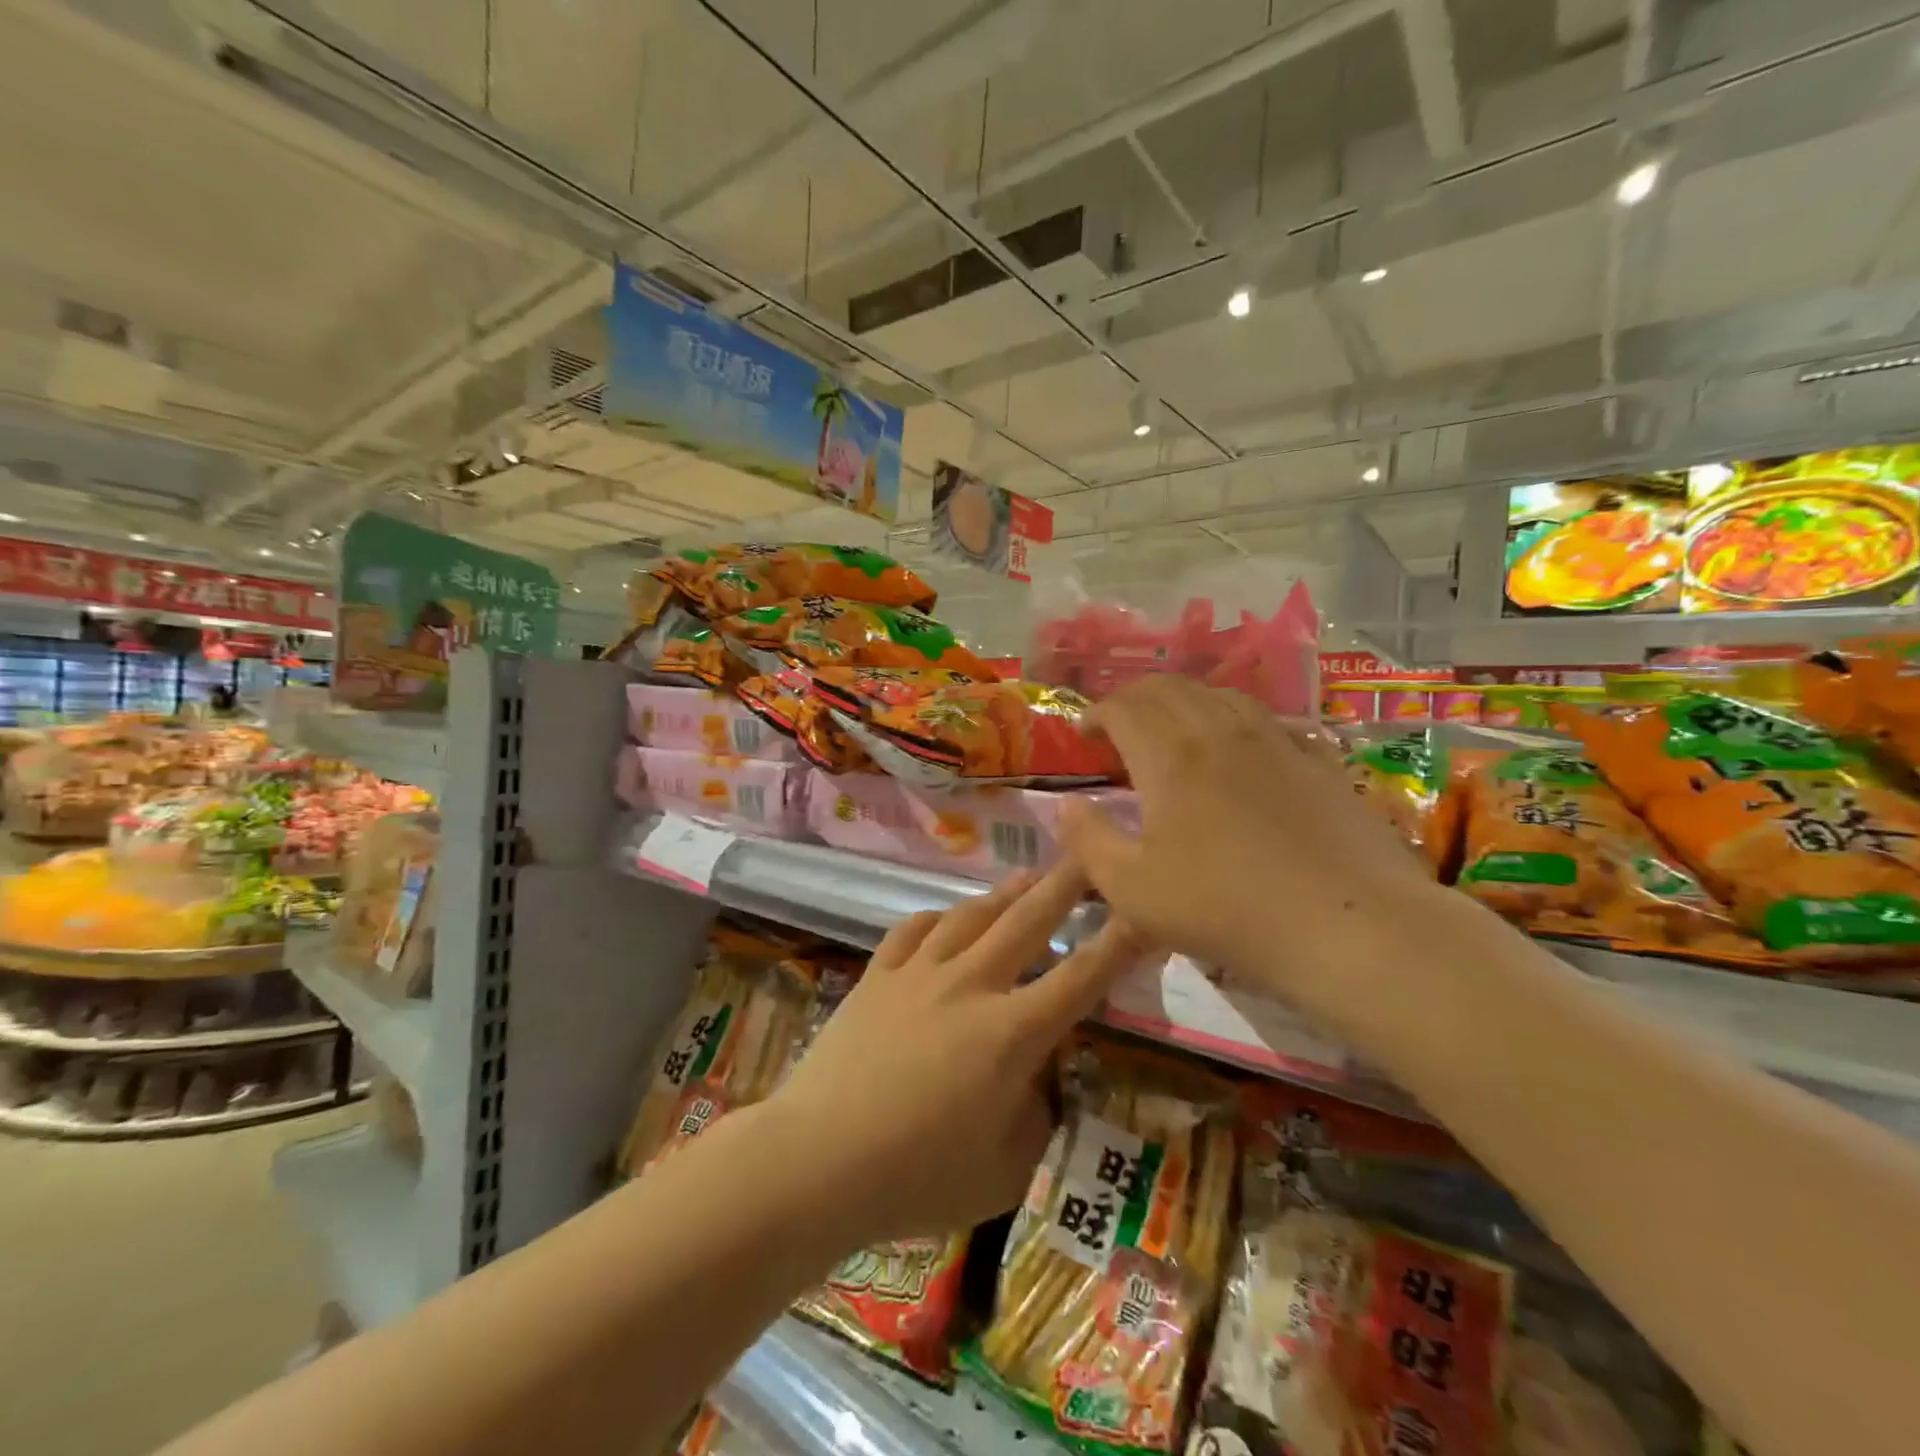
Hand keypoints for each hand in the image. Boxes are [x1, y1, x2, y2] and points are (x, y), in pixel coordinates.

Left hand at [765, 864, 1136, 1247]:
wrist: (816, 1160)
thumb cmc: (917, 1178)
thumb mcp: (1004, 1170)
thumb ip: (1034, 1116)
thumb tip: (1034, 1080)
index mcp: (1011, 1033)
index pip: (1081, 978)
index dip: (1119, 941)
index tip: (1142, 908)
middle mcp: (970, 986)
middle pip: (1027, 922)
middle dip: (1065, 885)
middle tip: (1090, 854)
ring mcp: (918, 974)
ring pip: (972, 915)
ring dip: (1006, 892)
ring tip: (1028, 876)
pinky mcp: (877, 976)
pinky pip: (913, 930)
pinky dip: (938, 918)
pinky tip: (948, 916)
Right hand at [1057, 677, 1445, 997]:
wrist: (1347, 924)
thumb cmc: (1225, 908)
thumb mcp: (1132, 889)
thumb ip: (1088, 841)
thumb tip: (1066, 805)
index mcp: (1170, 756)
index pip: (1124, 708)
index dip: (1097, 713)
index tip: (1084, 734)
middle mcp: (1220, 732)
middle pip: (1169, 688)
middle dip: (1134, 699)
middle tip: (1119, 727)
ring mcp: (1275, 741)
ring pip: (1219, 695)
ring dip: (1184, 702)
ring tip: (1173, 730)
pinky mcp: (1316, 761)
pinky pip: (1266, 720)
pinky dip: (1234, 720)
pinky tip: (1239, 747)